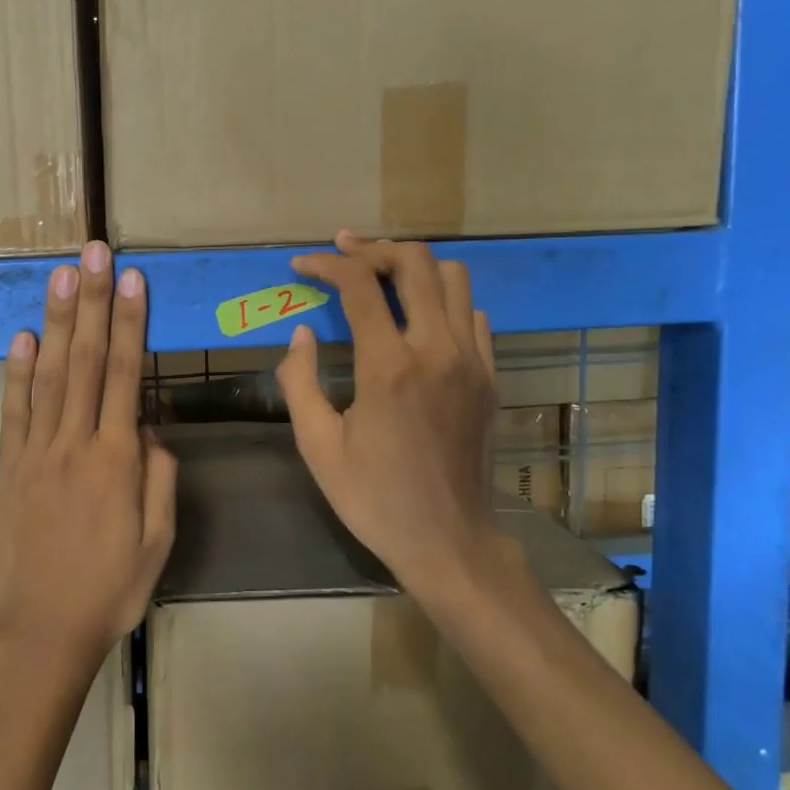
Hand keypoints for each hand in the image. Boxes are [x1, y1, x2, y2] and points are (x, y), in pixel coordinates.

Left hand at [0, 241, 177, 673]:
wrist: (43, 632)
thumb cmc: (113, 589)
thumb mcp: (159, 539)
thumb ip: (160, 477)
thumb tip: (148, 430)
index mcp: (117, 460)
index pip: (125, 374)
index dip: (129, 322)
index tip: (131, 279)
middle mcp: (75, 443)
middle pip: (86, 360)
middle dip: (92, 302)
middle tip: (93, 253)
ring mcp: (35, 453)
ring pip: (49, 375)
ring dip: (57, 322)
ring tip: (61, 275)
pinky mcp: (8, 468)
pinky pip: (13, 412)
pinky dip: (17, 372)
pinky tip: (23, 337)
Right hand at [275, 231, 497, 596]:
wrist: (448, 540)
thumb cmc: (374, 497)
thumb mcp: (317, 446)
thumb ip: (299, 381)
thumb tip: (300, 335)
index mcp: (388, 366)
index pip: (359, 284)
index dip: (327, 264)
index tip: (302, 266)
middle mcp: (436, 350)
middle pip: (415, 263)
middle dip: (373, 248)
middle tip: (343, 252)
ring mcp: (471, 361)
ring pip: (454, 279)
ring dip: (414, 267)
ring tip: (382, 276)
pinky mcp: (489, 377)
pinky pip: (473, 315)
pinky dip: (444, 301)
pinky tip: (419, 319)